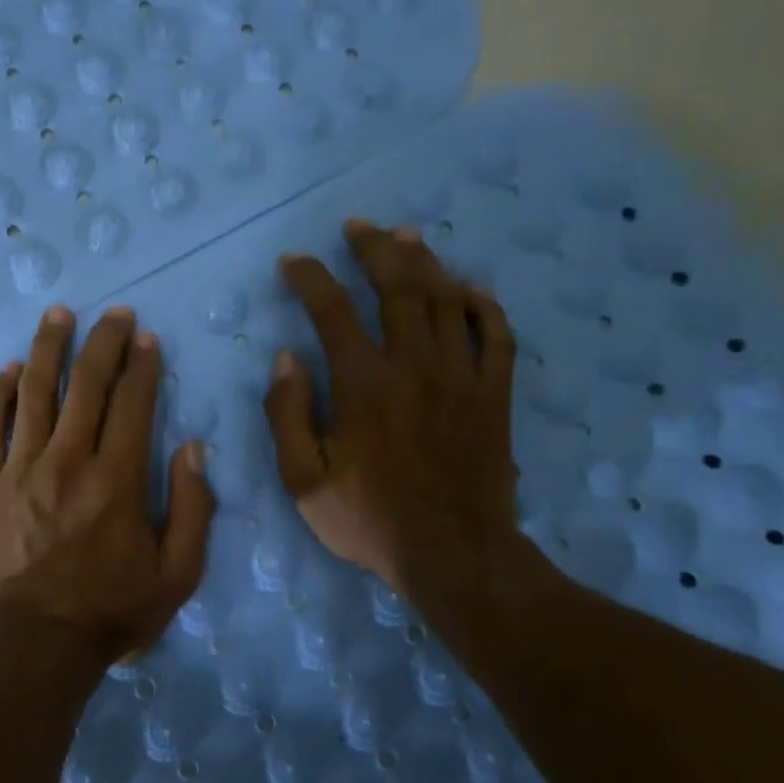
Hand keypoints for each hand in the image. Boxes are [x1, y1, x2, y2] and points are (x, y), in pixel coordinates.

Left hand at [0, 305, 215, 665]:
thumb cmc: (110, 612)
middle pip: (87, 384)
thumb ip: (195, 508)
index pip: (134, 403)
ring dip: (49, 348)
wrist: (33, 645)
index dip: (143, 365)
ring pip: (35, 392)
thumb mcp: (177, 574)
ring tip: (59, 314)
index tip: (146, 338)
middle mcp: (68, 461)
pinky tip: (10, 369)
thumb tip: (192, 449)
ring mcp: (20, 469)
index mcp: (118, 479)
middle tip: (114, 313)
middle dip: (104, 342)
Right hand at [264, 219, 523, 632]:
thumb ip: (288, 415)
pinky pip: (497, 335)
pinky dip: (483, 305)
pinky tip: (468, 289)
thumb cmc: (370, 519)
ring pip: (446, 300)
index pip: (332, 310)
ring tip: (406, 237)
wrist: (454, 555)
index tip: (294, 262)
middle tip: (358, 227)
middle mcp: (414, 366)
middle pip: (398, 287)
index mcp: (364, 384)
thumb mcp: (304, 480)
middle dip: (374, 249)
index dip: (310, 277)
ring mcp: (462, 376)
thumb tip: (287, 359)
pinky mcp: (494, 394)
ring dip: (424, 262)